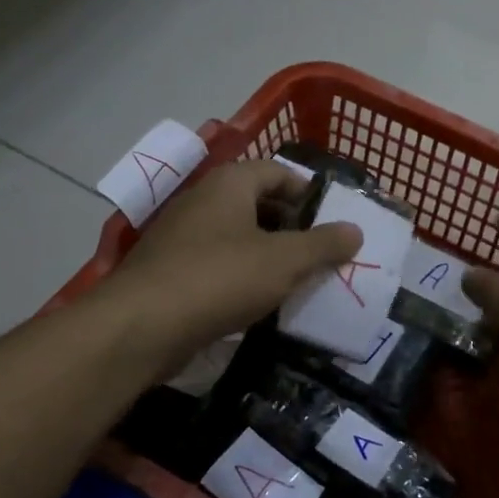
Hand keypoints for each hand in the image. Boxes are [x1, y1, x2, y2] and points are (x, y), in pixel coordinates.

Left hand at [106, 160, 361, 372]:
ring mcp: (180, 235)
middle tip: (319, 253)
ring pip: (235, 236)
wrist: (142, 326)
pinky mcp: (168, 270)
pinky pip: (215, 263)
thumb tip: (356, 230)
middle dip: (290, 226)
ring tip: (295, 280)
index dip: (307, 191)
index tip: (332, 219)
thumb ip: (323, 244)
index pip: (276, 171)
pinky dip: (240, 275)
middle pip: (256, 203)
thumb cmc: (220, 278)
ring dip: (266, 253)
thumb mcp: (284, 261)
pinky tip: (256, 302)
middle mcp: (202, 200)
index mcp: (229, 184)